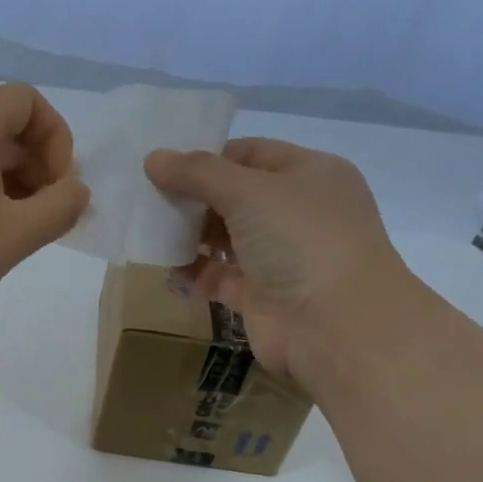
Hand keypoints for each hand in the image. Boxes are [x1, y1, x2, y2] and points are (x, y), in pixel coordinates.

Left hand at [0, 83, 89, 338]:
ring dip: (17, 186)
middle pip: (7, 128)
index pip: (26, 100)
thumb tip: (78, 192)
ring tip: (26, 233)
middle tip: (50, 216)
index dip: (56, 136)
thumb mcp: (17, 233)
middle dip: (40, 166)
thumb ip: (61, 207)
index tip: (60, 186)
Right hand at [143, 138, 413, 382]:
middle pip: (234, 196)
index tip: (164, 166)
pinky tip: (163, 264)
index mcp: (309, 175)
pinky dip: (192, 270)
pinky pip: (219, 276)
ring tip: (148, 229)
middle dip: (193, 197)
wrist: (335, 327)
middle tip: (147, 199)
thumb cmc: (301, 241)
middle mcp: (297, 212)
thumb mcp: (249, 191)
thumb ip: (197, 173)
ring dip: (189, 234)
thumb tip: (153, 158)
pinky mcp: (260, 296)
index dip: (208, 157)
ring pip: (225, 237)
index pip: (251, 154)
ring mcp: (280, 257)